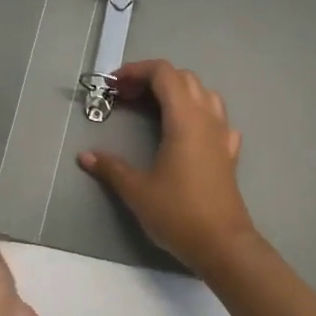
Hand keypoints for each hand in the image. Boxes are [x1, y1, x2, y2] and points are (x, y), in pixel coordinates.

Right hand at [78, 61, 264, 277]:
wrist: (222, 245)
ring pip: (203, 94)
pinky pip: (216, 119)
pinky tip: (186, 133)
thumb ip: (111, 168)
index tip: (114, 86)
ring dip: (177, 92)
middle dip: (152, 80)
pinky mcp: (229, 153)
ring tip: (154, 110)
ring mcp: (222, 135)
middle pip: (183, 78)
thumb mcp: (137, 190)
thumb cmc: (178, 213)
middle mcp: (207, 118)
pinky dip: (198, 114)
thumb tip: (85, 156)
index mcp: (184, 119)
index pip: (164, 73)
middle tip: (126, 98)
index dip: (137, 71)